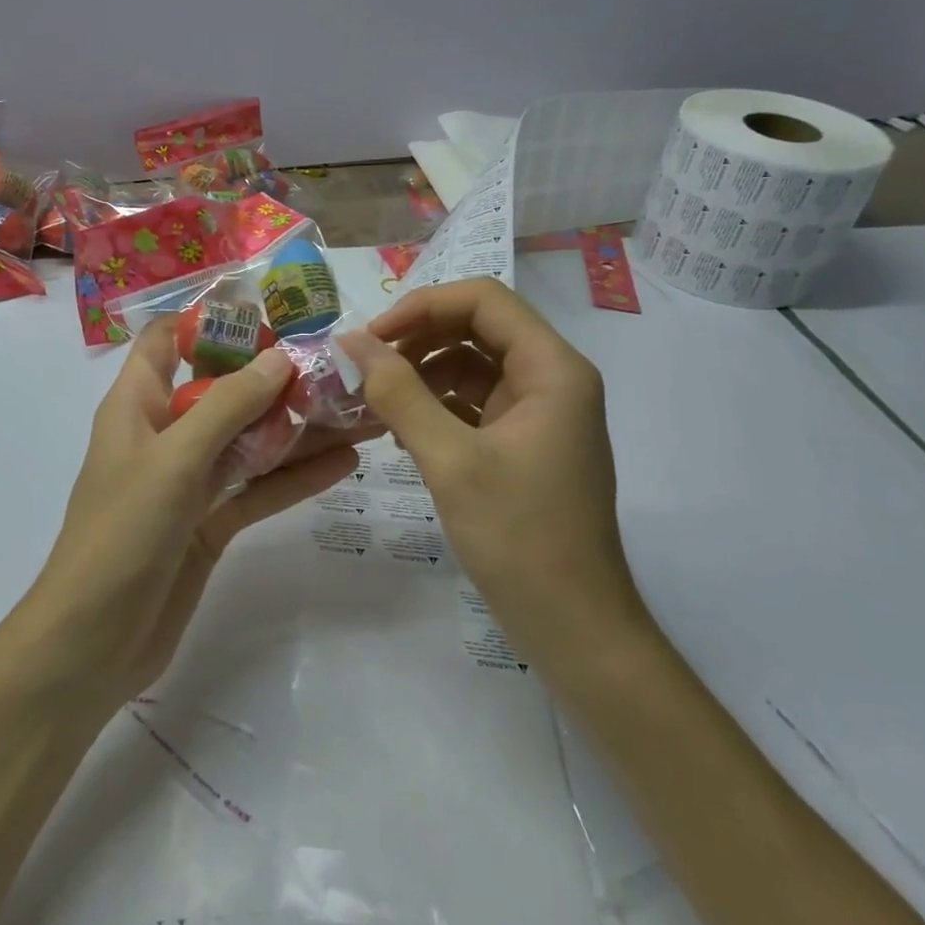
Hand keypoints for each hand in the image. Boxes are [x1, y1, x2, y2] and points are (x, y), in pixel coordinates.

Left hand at [15, 319, 360, 711]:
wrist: (94, 642)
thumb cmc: (123, 534)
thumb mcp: (175, 459)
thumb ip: (228, 406)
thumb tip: (281, 357)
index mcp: (137, 404)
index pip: (167, 340)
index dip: (210, 320)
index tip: (270, 312)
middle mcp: (164, 434)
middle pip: (222, 390)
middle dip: (274, 376)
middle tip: (337, 363)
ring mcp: (188, 481)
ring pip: (248, 440)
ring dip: (296, 427)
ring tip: (357, 408)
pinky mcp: (209, 522)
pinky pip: (257, 489)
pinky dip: (294, 477)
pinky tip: (344, 463)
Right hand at [338, 278, 650, 682]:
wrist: (572, 624)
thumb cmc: (518, 536)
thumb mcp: (450, 460)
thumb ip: (399, 394)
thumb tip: (352, 342)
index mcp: (552, 368)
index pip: (483, 300)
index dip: (422, 306)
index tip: (371, 338)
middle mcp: (552, 379)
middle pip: (477, 327)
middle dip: (418, 337)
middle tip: (364, 366)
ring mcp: (539, 413)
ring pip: (472, 364)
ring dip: (422, 372)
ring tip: (374, 399)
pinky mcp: (523, 443)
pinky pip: (473, 402)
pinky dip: (435, 405)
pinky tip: (399, 429)